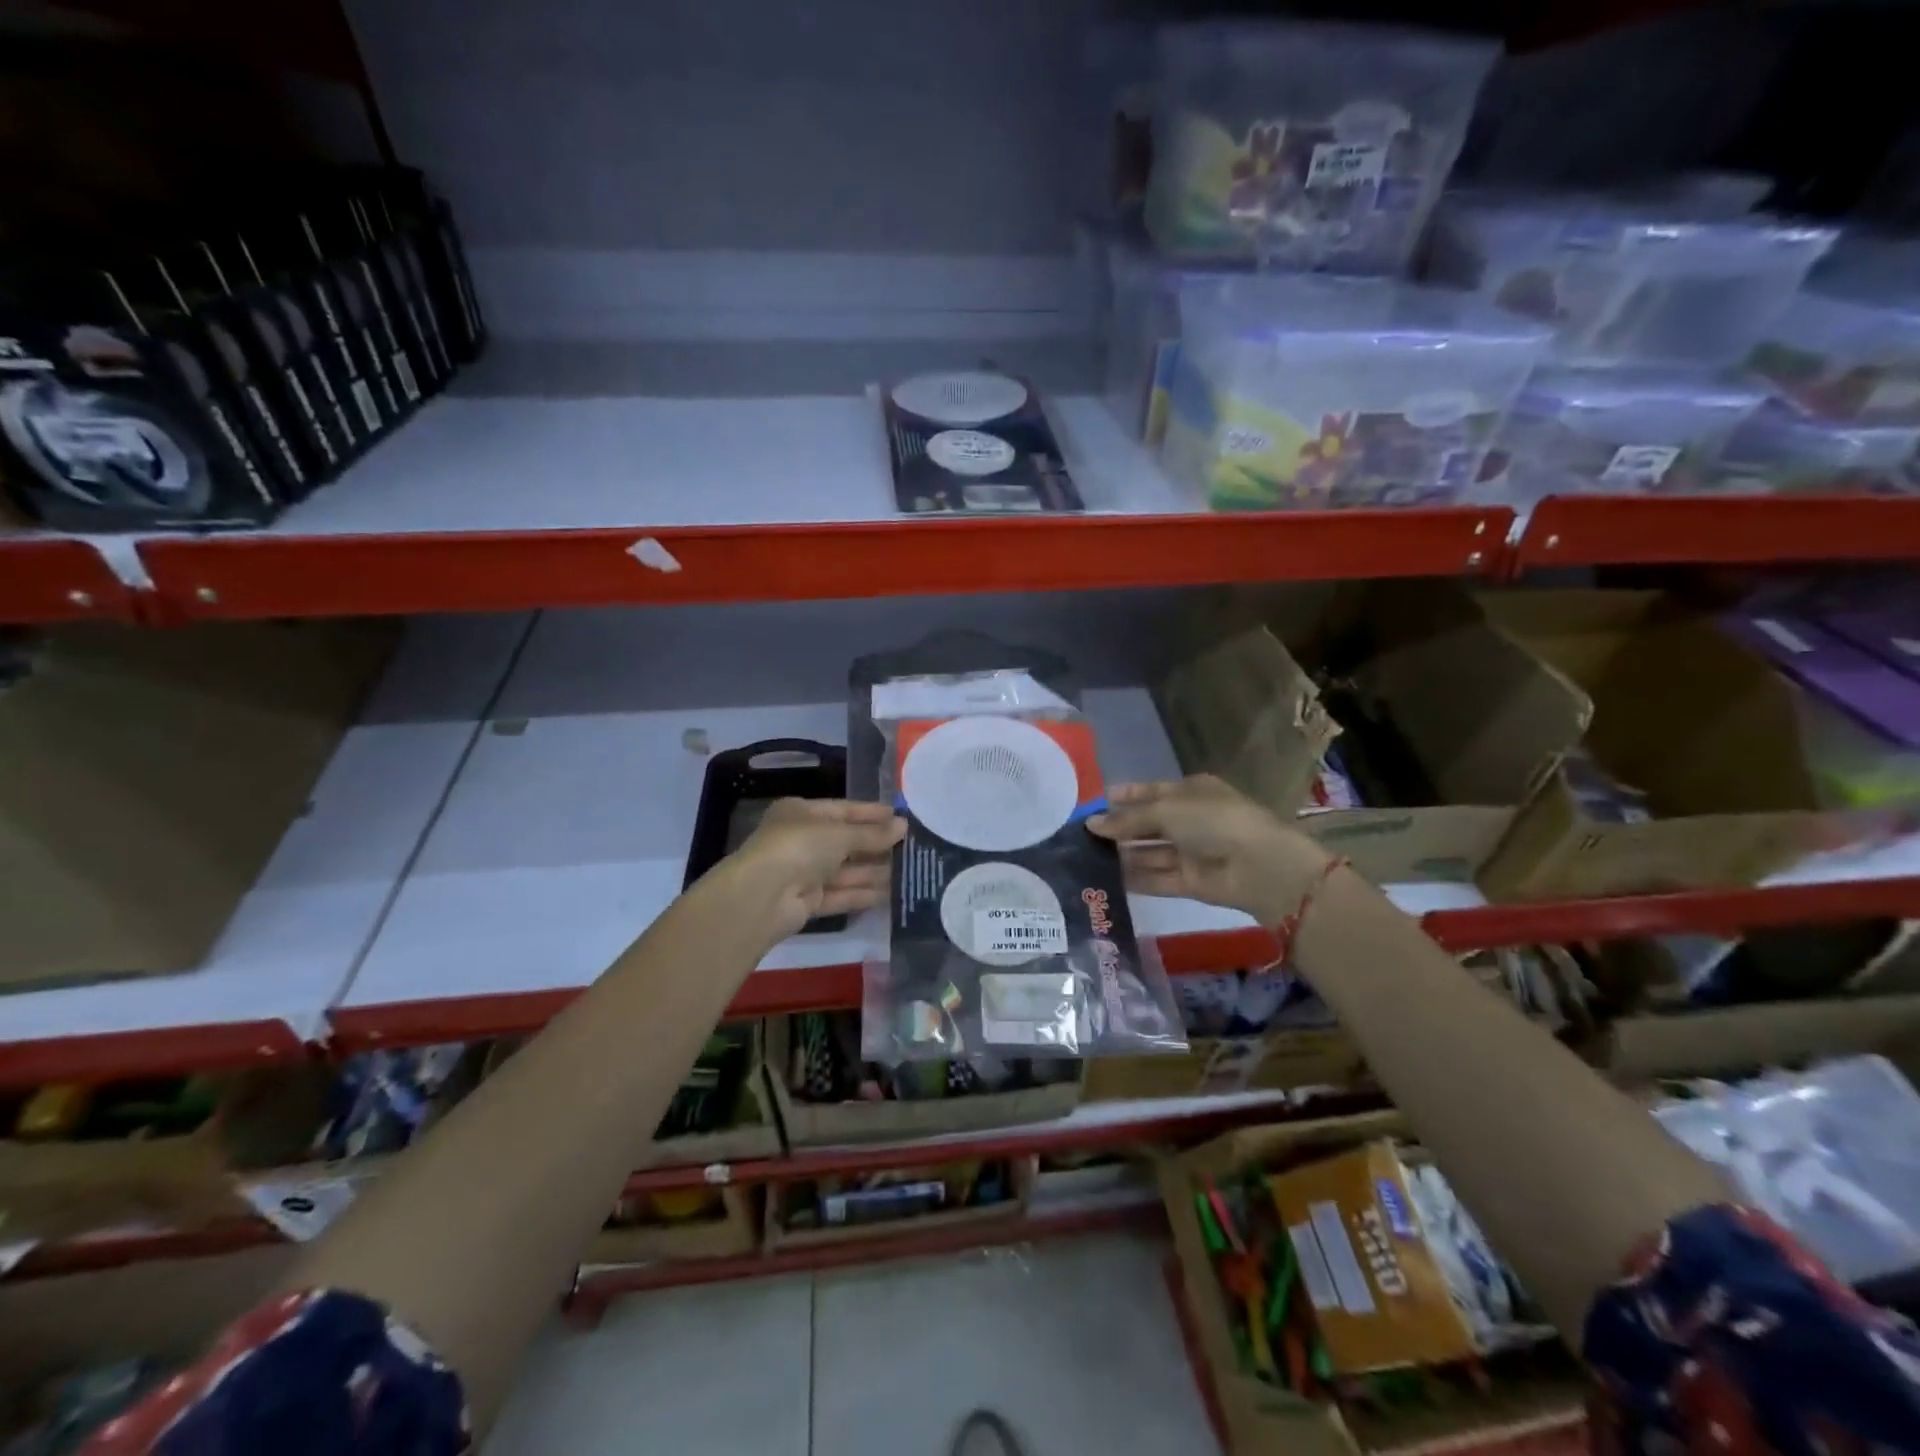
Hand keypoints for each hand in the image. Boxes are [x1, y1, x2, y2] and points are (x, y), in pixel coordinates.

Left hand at [727, 799, 904, 941]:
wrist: (762, 896)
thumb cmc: (799, 847)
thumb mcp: (840, 833)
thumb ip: (872, 833)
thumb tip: (903, 825)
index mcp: (801, 813)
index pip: (842, 809)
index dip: (871, 813)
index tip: (901, 817)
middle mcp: (800, 840)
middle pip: (845, 841)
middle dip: (875, 845)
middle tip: (911, 846)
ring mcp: (802, 872)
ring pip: (844, 870)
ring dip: (872, 871)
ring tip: (907, 871)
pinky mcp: (806, 901)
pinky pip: (839, 894)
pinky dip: (860, 893)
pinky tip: (888, 894)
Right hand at [1088, 775, 1330, 922]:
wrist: (1259, 866)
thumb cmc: (1213, 821)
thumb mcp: (1166, 810)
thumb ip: (1128, 819)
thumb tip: (1091, 823)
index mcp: (1191, 792)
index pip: (1152, 792)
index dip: (1125, 796)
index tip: (1096, 803)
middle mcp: (1191, 820)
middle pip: (1148, 824)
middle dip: (1119, 829)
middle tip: (1081, 836)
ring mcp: (1192, 852)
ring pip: (1150, 853)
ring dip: (1123, 855)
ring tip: (1085, 859)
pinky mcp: (1190, 882)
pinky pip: (1157, 878)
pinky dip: (1135, 879)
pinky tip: (1105, 880)